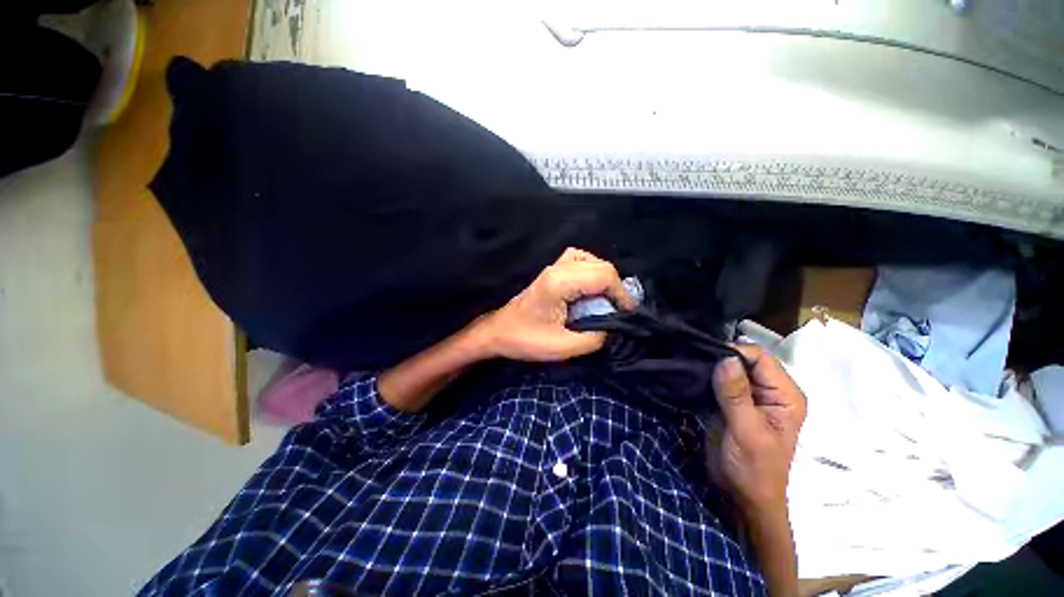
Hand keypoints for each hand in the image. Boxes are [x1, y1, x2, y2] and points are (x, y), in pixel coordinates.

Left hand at [472, 248, 635, 361]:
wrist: (499, 332)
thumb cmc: (525, 340)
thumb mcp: (563, 347)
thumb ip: (594, 338)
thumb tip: (613, 327)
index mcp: (560, 283)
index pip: (603, 276)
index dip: (621, 294)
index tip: (626, 314)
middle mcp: (558, 268)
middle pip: (600, 265)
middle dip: (615, 288)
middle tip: (617, 310)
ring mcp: (553, 267)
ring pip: (590, 259)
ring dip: (604, 278)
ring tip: (605, 299)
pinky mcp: (551, 272)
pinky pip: (578, 260)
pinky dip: (590, 270)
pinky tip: (590, 287)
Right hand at [709, 345, 806, 517]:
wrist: (741, 496)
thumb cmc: (753, 468)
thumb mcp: (746, 431)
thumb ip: (736, 395)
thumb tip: (725, 358)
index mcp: (785, 395)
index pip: (761, 358)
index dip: (735, 353)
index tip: (706, 355)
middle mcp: (770, 391)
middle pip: (745, 360)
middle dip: (721, 357)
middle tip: (694, 358)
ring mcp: (749, 396)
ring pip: (730, 368)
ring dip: (711, 366)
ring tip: (690, 364)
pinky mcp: (731, 402)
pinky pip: (719, 380)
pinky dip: (706, 376)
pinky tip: (692, 375)